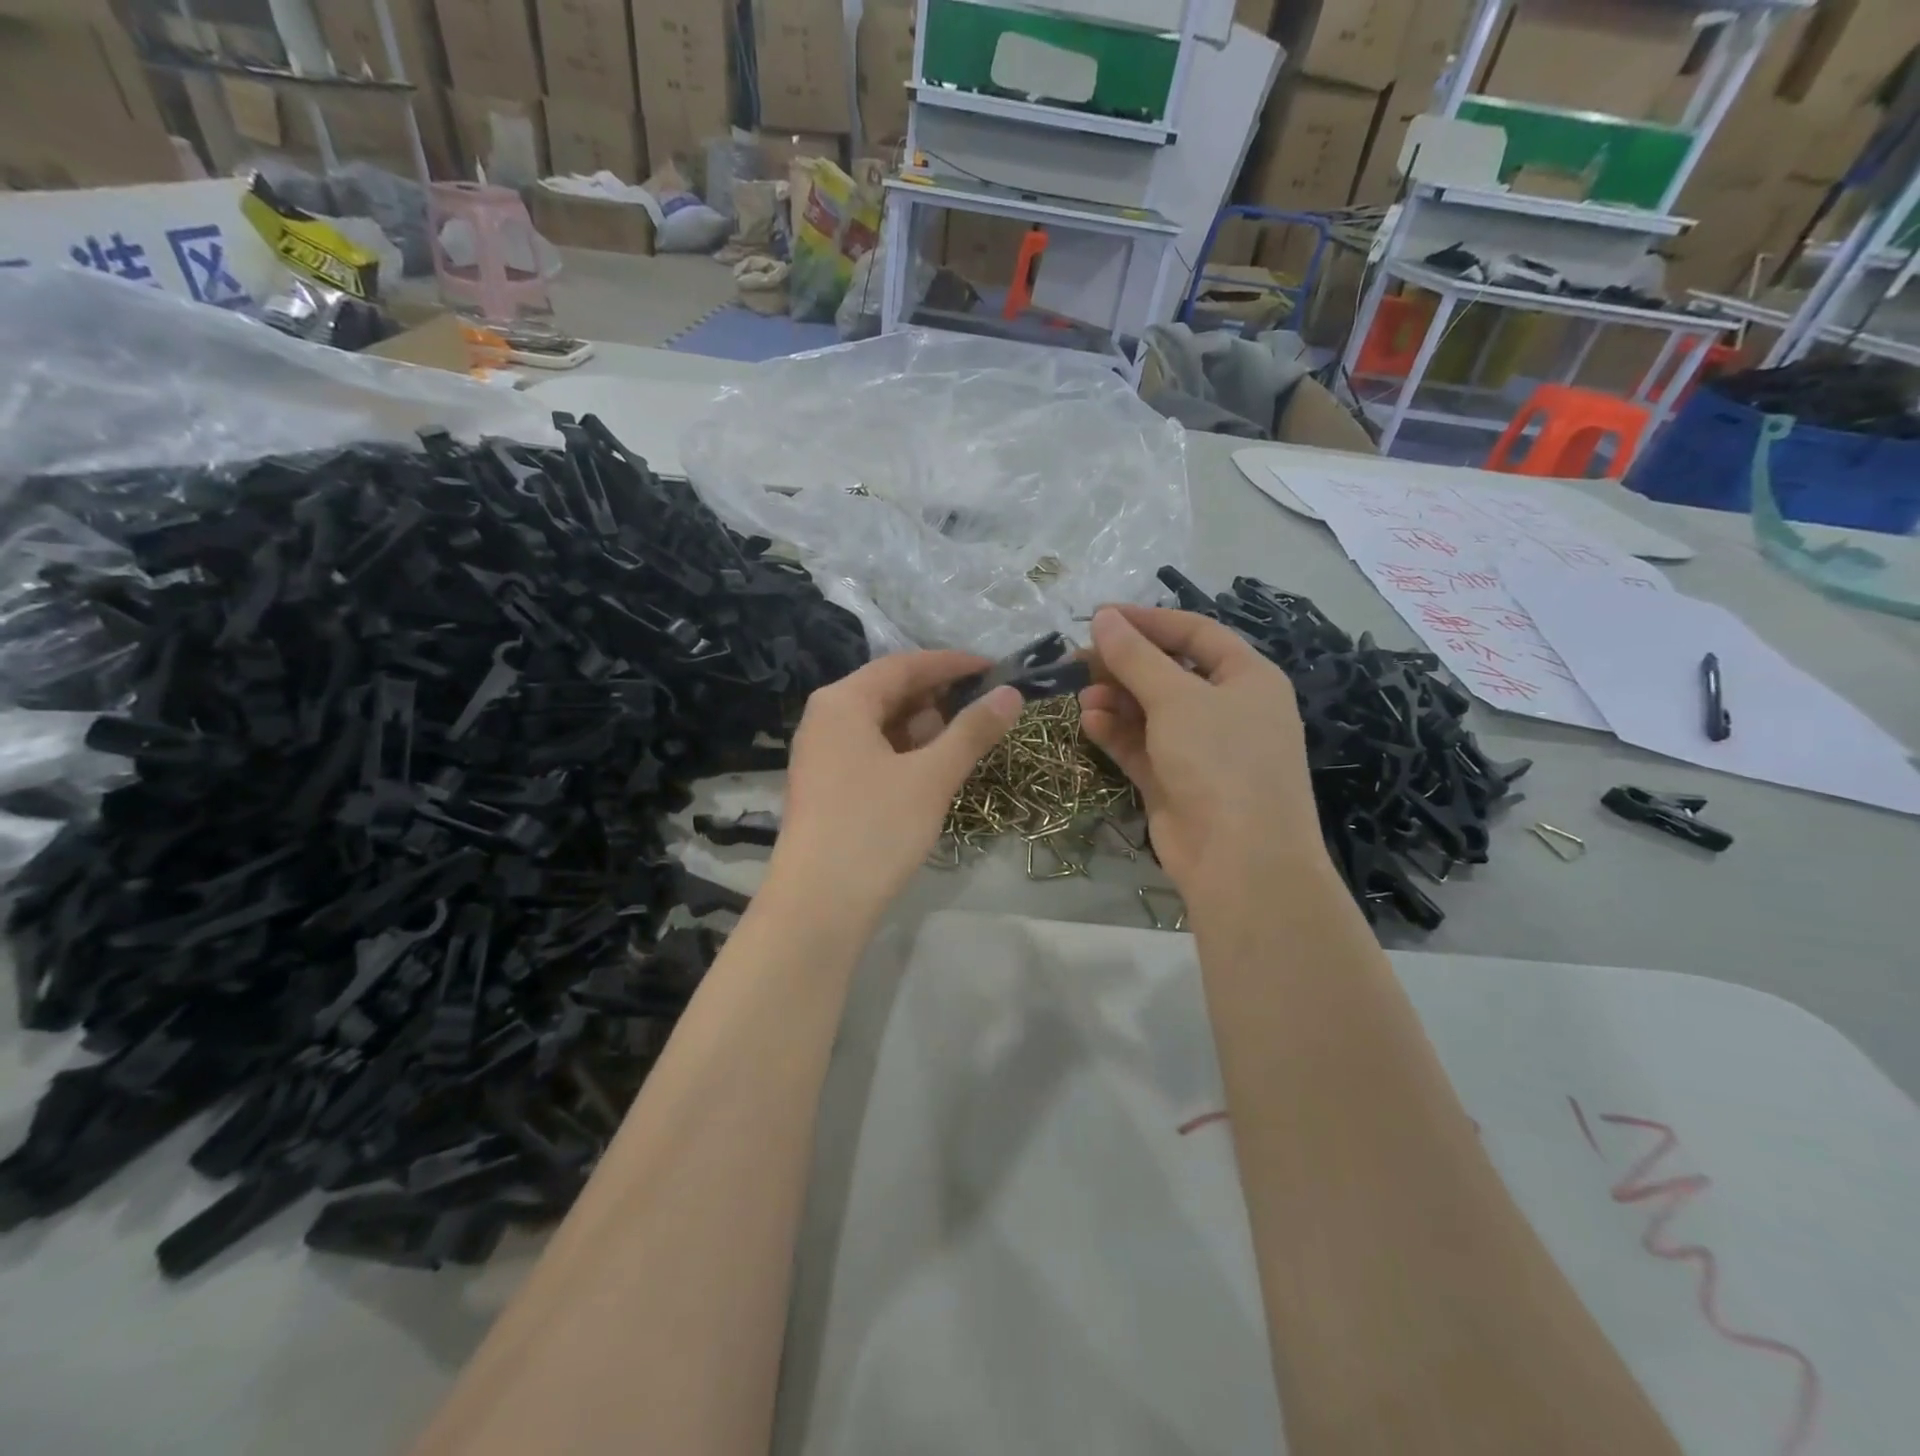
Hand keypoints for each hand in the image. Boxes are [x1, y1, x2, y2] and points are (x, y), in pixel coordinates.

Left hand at [766, 652, 1021, 926]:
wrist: (817, 907)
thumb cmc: (874, 830)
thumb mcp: (932, 777)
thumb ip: (972, 731)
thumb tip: (1012, 694)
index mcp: (843, 701)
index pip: (904, 664)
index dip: (952, 664)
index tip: (996, 669)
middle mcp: (826, 718)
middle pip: (890, 691)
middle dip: (939, 697)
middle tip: (986, 708)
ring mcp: (822, 754)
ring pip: (882, 724)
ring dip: (924, 728)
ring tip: (964, 741)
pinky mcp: (827, 786)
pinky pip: (872, 752)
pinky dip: (905, 753)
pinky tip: (932, 770)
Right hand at [1079, 606, 1324, 909]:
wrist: (1240, 860)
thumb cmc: (1220, 761)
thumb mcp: (1176, 698)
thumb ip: (1135, 657)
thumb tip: (1103, 618)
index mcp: (1248, 678)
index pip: (1195, 633)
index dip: (1148, 621)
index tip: (1099, 616)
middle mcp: (1228, 709)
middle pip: (1169, 672)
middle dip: (1125, 664)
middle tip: (1079, 658)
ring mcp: (1202, 749)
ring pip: (1151, 711)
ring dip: (1116, 699)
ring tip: (1082, 694)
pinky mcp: (1176, 782)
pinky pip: (1142, 746)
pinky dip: (1117, 733)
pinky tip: (1089, 722)